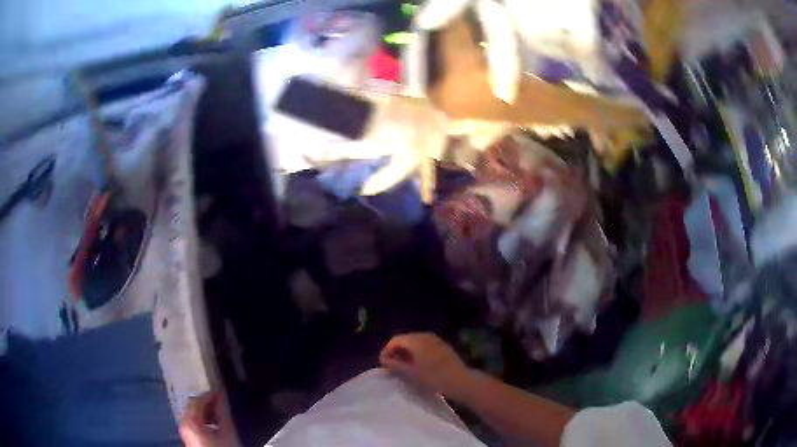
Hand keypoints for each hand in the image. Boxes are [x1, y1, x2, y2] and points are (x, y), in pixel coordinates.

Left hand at [179, 392, 231, 446]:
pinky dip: (201, 420)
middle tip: (220, 403)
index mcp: (191, 421)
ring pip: (191, 414)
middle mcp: (183, 424)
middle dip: (206, 403)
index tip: (221, 393)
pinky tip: (213, 425)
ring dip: (204, 411)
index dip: (209, 395)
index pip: (197, 400)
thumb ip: (222, 414)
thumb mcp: (226, 433)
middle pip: (192, 406)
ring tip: (219, 414)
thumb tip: (222, 400)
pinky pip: (192, 423)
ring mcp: (184, 432)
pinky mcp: (188, 438)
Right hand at [379, 333, 472, 398]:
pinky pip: (424, 345)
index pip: (394, 340)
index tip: (384, 364)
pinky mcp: (441, 345)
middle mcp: (424, 335)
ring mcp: (435, 339)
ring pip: (414, 342)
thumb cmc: (433, 377)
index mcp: (415, 340)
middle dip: (396, 351)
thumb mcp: (411, 373)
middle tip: (392, 366)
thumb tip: (385, 360)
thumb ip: (395, 365)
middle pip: (404, 339)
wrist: (459, 380)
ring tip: (404, 367)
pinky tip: (418, 364)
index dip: (386, 351)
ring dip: (406, 352)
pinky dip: (417, 352)